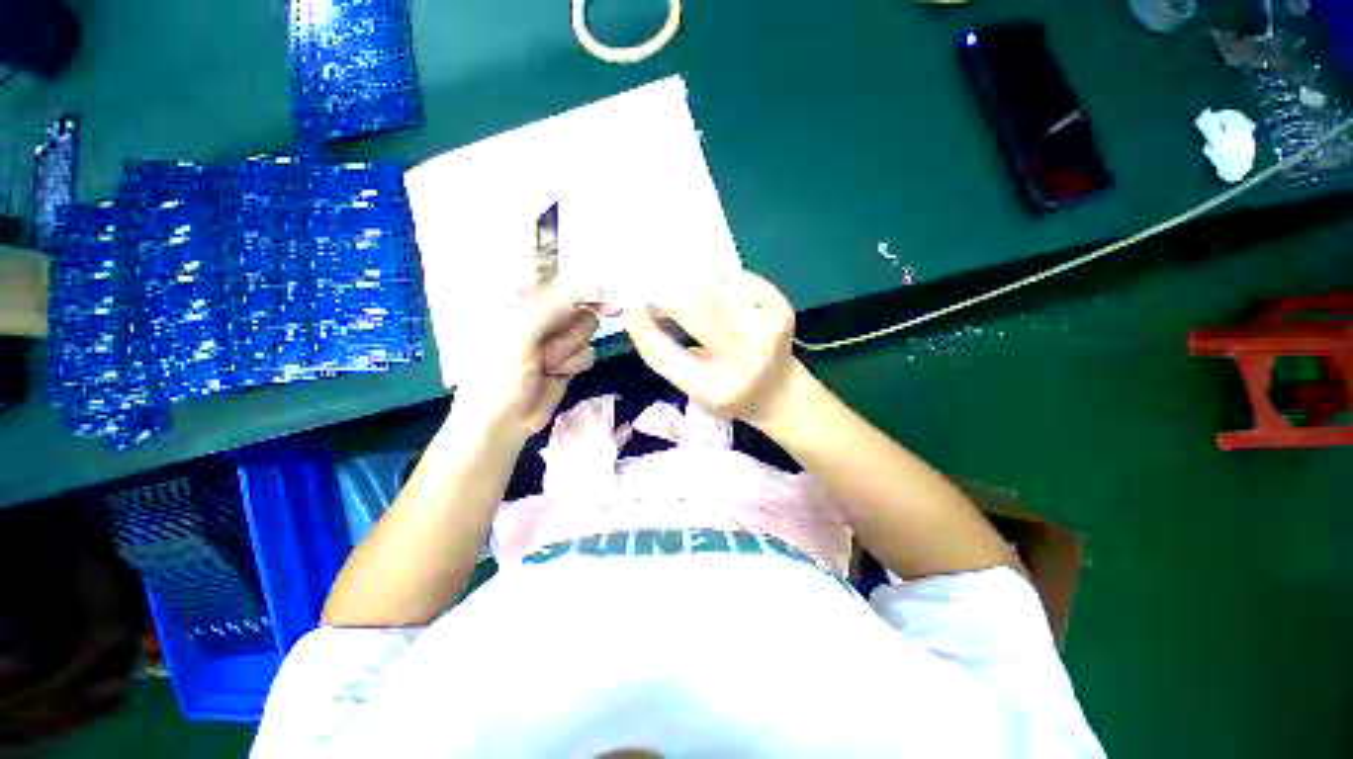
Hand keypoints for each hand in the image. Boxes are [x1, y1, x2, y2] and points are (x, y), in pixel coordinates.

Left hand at [451, 279, 603, 440]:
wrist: (502, 425)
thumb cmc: (498, 377)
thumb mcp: (520, 335)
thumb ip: (555, 306)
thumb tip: (596, 283)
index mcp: (520, 301)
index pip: (559, 280)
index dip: (582, 285)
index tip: (603, 295)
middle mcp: (541, 315)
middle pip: (579, 305)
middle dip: (570, 328)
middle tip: (551, 345)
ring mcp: (556, 339)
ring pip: (587, 330)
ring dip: (569, 350)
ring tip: (546, 365)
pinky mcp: (569, 359)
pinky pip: (589, 351)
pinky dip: (574, 364)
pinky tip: (556, 374)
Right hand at [625, 270, 800, 425]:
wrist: (779, 391)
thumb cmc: (725, 390)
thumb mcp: (690, 386)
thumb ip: (662, 353)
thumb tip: (639, 308)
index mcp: (715, 388)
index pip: (665, 354)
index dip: (643, 327)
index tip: (633, 306)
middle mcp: (744, 359)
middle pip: (694, 310)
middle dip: (668, 297)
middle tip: (659, 297)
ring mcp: (767, 329)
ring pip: (713, 287)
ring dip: (693, 288)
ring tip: (694, 301)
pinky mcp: (781, 307)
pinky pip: (735, 277)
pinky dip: (718, 281)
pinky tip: (720, 296)